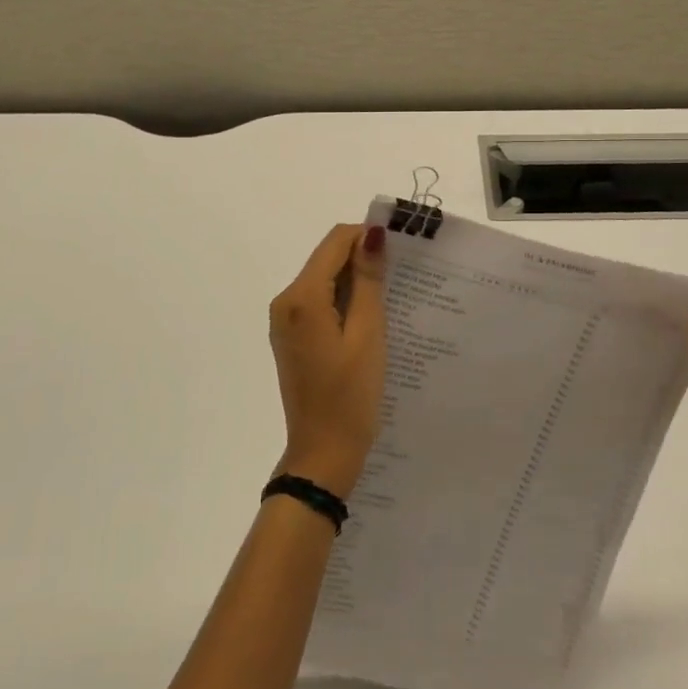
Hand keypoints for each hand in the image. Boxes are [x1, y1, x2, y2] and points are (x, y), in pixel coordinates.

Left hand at [267, 223, 387, 497]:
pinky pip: (319, 303)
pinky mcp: (291, 337)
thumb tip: (371, 234)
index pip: (335, 242)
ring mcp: (285, 321)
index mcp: (302, 297)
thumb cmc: (350, 396)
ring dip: (355, 282)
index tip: (401, 250)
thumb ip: (368, 281)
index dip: (367, 237)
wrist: (322, 454)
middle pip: (327, 259)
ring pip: (324, 280)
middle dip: (362, 260)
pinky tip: (369, 321)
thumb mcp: (367, 334)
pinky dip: (344, 302)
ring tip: (392, 300)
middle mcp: (286, 301)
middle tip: (402, 278)